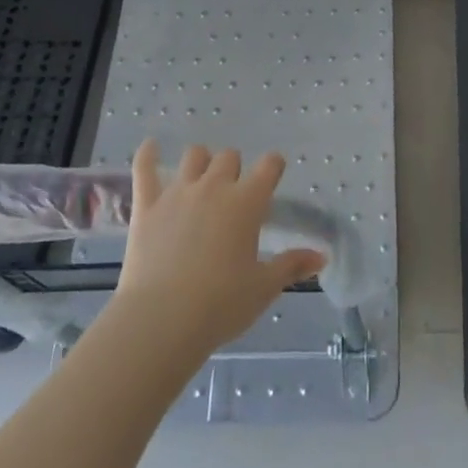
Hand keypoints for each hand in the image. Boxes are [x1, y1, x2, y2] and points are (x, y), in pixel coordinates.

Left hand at [112, 140, 324, 361]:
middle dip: (234, 169)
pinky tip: (151, 146)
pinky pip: (145, 168)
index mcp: (247, 202)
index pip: (269, 165)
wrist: (161, 320)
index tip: (272, 174)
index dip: (273, 166)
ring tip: (201, 179)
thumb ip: (292, 266)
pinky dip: (148, 154)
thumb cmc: (220, 305)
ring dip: (201, 162)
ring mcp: (178, 192)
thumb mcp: (263, 288)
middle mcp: (215, 187)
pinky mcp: (147, 205)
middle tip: (233, 194)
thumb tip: (322, 256)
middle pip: (229, 156)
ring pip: (194, 156)